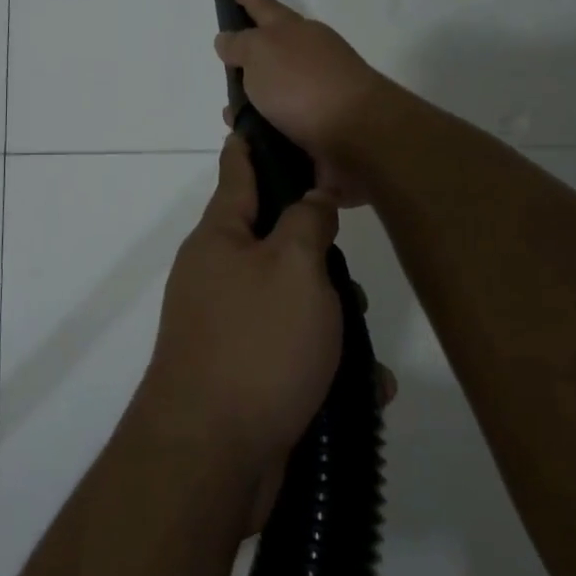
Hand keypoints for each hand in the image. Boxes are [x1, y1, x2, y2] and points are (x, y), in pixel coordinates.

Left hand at [135, 135, 342, 484]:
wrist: (211, 455)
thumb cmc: (256, 344)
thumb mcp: (294, 268)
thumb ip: (307, 224)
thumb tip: (311, 197)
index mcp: (220, 237)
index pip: (238, 170)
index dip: (253, 143)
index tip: (266, 120)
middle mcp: (216, 274)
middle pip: (275, 242)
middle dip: (320, 258)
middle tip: (352, 280)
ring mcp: (226, 326)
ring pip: (291, 302)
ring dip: (332, 321)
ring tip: (364, 351)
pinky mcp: (242, 374)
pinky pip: (292, 354)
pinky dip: (326, 367)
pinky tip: (363, 390)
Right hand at [214, 0, 393, 205]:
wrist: (358, 135)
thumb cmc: (303, 84)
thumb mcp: (260, 53)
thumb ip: (240, 45)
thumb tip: (227, 39)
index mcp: (294, 32)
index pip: (265, 8)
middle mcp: (308, 58)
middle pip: (273, 51)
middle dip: (249, 57)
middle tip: (226, 62)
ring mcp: (316, 94)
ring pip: (274, 93)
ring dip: (252, 103)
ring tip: (230, 115)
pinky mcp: (319, 130)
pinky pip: (280, 125)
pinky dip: (263, 130)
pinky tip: (247, 140)